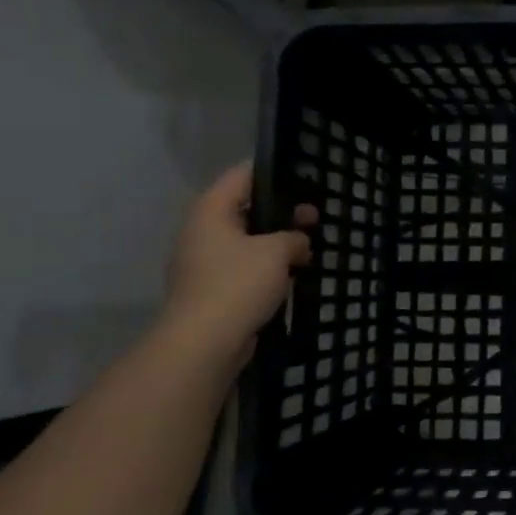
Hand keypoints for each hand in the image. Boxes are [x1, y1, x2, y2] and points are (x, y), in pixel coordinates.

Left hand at [162, 161, 316, 363]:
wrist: (204, 343)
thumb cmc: (238, 284)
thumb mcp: (276, 251)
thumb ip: (293, 237)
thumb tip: (298, 242)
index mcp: (210, 211)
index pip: (241, 175)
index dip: (271, 171)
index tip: (301, 175)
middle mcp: (201, 232)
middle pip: (244, 209)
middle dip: (280, 212)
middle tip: (314, 217)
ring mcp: (202, 263)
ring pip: (245, 242)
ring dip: (274, 243)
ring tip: (307, 248)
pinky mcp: (210, 291)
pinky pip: (242, 268)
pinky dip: (264, 268)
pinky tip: (289, 275)